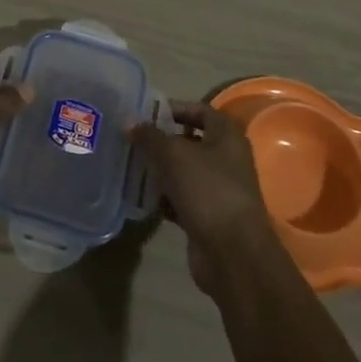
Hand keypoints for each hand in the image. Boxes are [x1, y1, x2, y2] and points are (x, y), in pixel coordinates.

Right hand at [133, 100, 280, 294]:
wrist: (231, 252)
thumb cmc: (207, 189)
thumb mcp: (173, 154)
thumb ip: (150, 136)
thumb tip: (129, 121)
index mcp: (227, 136)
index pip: (200, 110)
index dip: (174, 108)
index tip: (146, 113)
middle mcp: (227, 159)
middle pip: (190, 141)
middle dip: (162, 140)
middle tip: (133, 139)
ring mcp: (219, 189)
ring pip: (184, 172)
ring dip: (161, 170)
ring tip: (131, 165)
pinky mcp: (208, 216)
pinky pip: (182, 199)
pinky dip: (165, 197)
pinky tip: (142, 196)